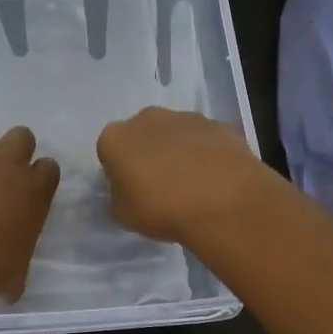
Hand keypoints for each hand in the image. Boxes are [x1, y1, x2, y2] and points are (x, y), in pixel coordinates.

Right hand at [96, 107, 270, 242]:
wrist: (223, 201)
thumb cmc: (162, 209)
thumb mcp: (124, 216)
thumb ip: (119, 197)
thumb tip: (126, 191)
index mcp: (115, 138)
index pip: (109, 151)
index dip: (120, 171)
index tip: (132, 191)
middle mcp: (146, 118)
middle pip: (142, 135)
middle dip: (148, 154)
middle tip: (161, 186)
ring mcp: (184, 117)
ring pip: (175, 134)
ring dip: (179, 151)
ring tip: (194, 185)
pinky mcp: (217, 124)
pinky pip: (204, 140)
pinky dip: (207, 153)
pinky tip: (216, 178)